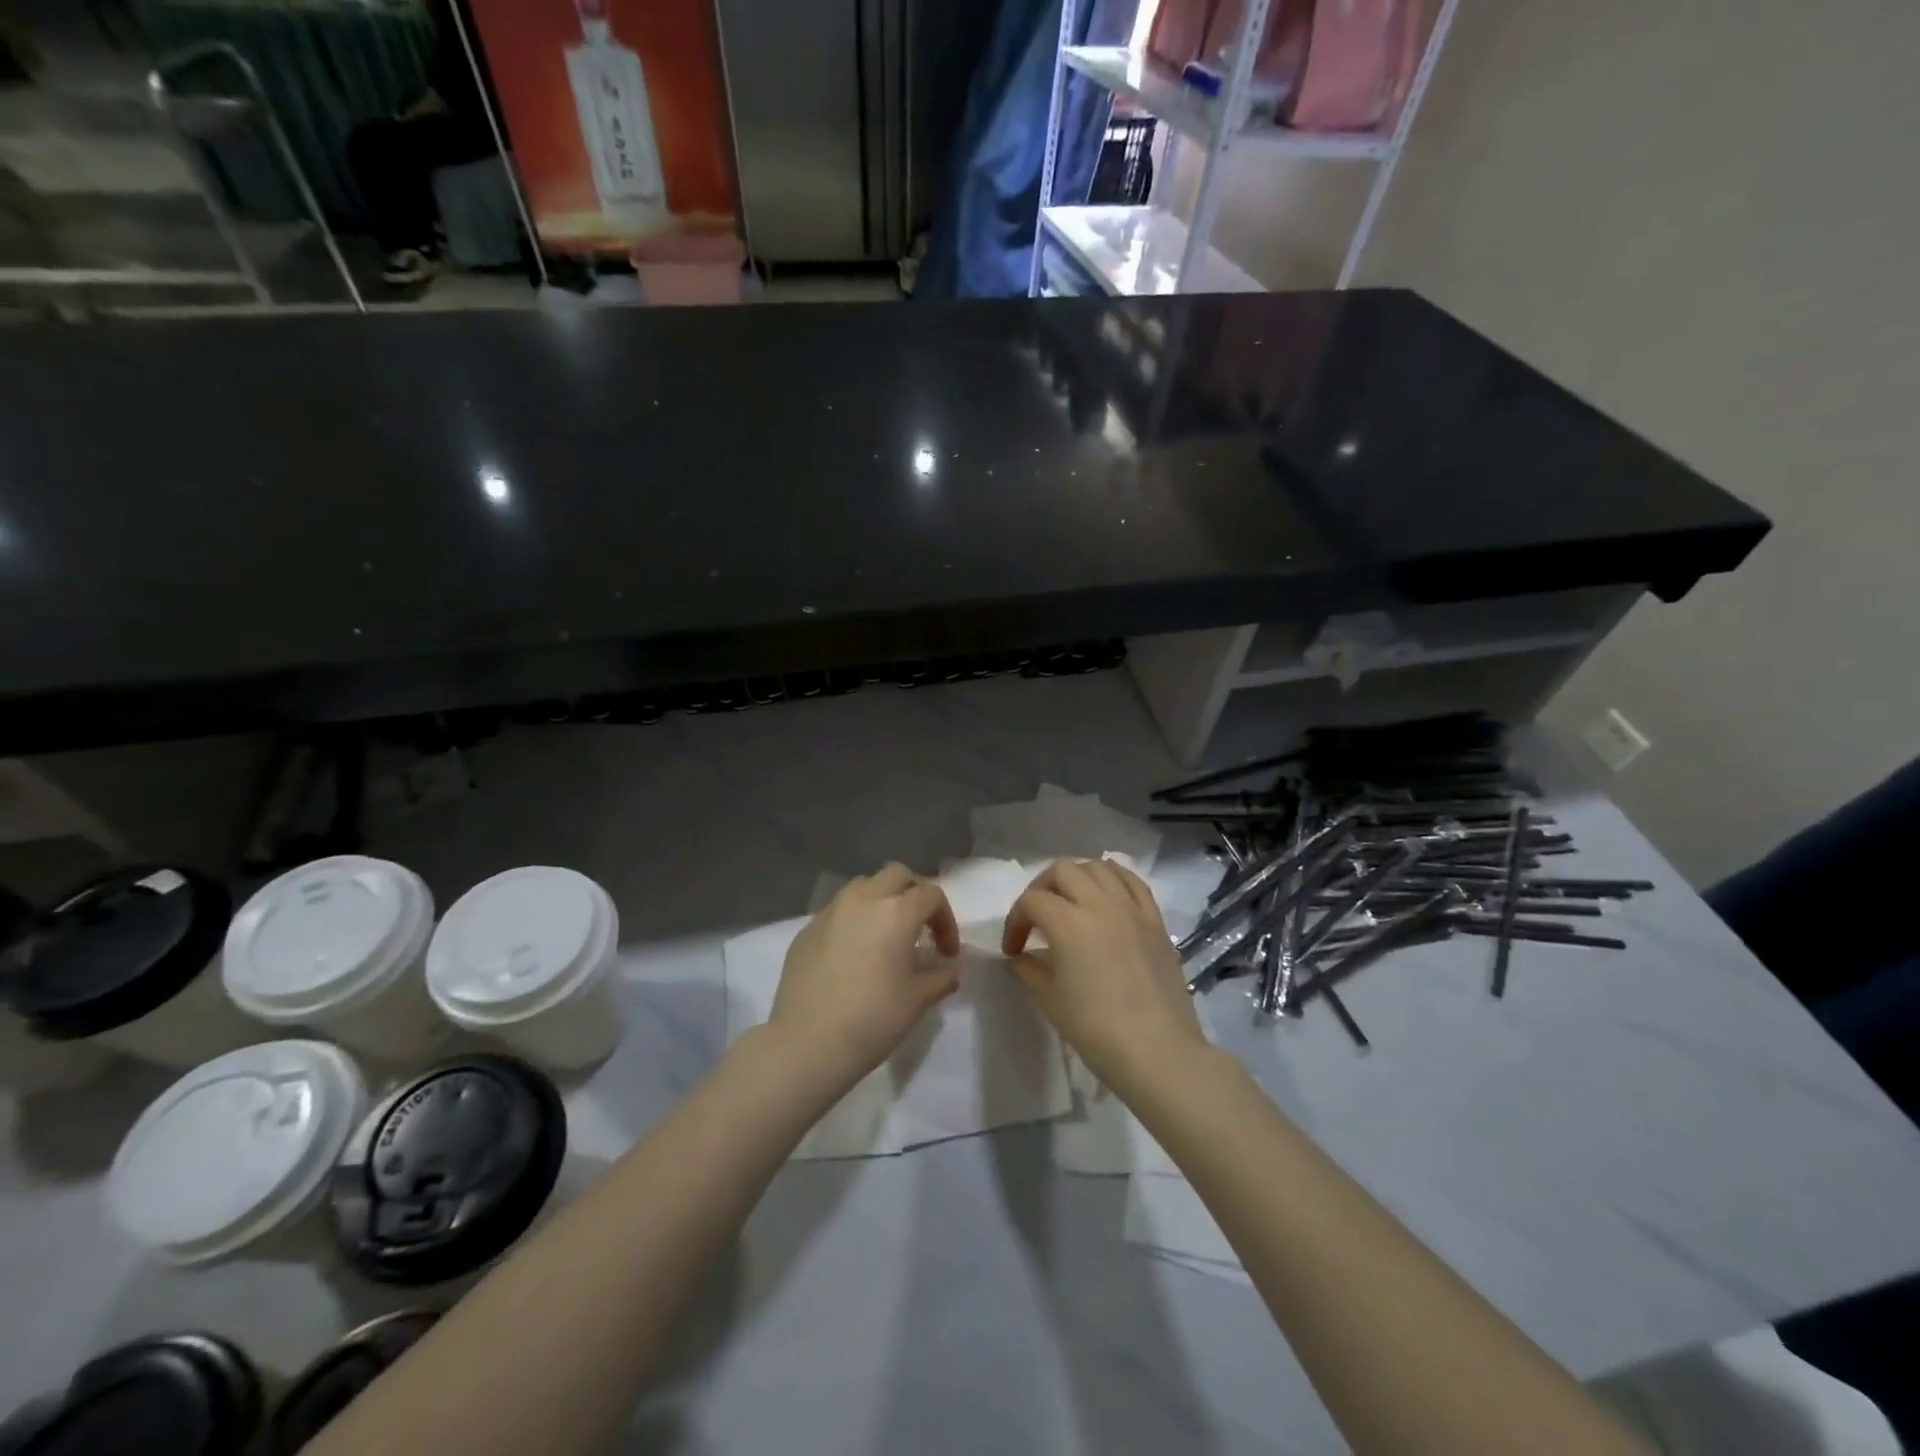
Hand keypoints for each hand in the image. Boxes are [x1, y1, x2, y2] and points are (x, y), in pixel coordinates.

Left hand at [770, 864, 960, 1083]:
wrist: (806, 1044)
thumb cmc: (872, 1019)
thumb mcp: (918, 1000)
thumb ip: (941, 976)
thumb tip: (949, 968)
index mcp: (896, 911)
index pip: (931, 895)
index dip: (946, 920)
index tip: (946, 953)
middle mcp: (863, 899)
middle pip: (897, 875)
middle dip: (914, 894)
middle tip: (919, 928)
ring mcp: (830, 911)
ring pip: (864, 886)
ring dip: (881, 900)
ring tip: (885, 935)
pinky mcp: (806, 929)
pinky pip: (838, 910)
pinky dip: (853, 919)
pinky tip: (853, 954)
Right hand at [1002, 858, 1206, 1092]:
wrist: (1158, 1052)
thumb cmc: (1096, 1029)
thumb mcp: (1051, 1001)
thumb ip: (1030, 970)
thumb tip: (1019, 958)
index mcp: (1069, 923)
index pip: (1032, 901)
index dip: (1015, 921)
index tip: (1013, 949)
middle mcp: (1100, 904)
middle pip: (1062, 870)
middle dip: (1041, 888)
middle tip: (1037, 917)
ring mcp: (1132, 909)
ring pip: (1099, 867)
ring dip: (1077, 877)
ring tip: (1071, 902)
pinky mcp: (1155, 920)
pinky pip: (1133, 882)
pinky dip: (1114, 879)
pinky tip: (1106, 897)